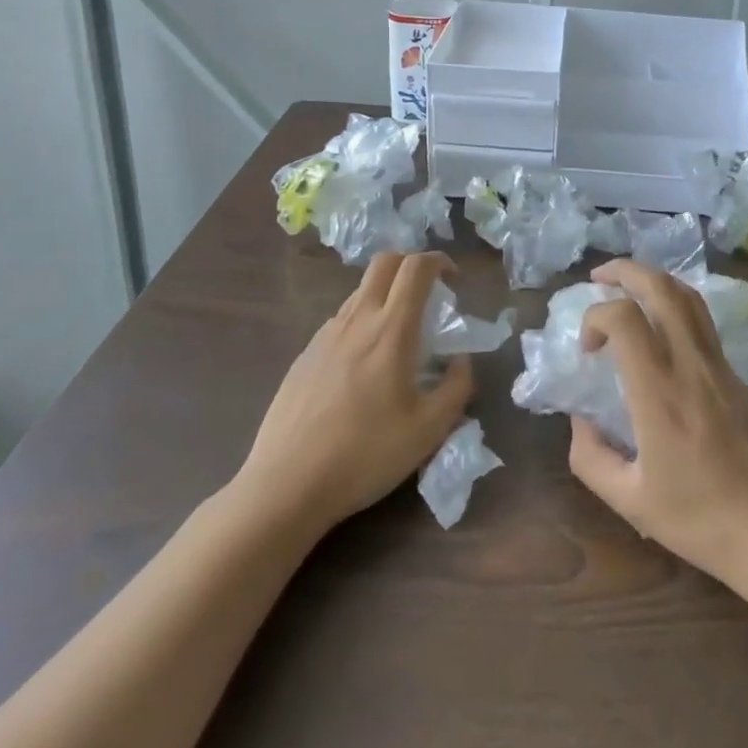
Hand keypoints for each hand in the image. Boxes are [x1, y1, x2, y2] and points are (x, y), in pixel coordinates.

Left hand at [231, 251, 471, 538]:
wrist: (286, 486)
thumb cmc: (365, 455)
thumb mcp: (430, 429)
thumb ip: (457, 387)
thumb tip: (461, 361)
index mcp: (390, 329)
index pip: (416, 267)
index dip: (439, 261)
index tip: (454, 280)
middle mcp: (356, 320)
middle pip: (384, 263)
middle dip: (411, 264)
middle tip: (428, 293)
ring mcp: (324, 336)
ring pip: (360, 292)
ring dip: (386, 295)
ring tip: (399, 336)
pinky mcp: (303, 356)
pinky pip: (340, 322)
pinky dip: (362, 322)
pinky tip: (365, 367)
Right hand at [567, 260, 747, 596]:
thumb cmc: (704, 523)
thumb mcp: (631, 502)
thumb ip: (591, 457)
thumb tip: (579, 420)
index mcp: (660, 393)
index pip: (624, 317)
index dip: (595, 316)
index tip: (587, 350)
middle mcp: (692, 366)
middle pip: (662, 287)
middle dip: (626, 270)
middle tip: (600, 277)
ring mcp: (722, 367)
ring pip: (690, 297)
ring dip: (655, 281)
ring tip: (630, 290)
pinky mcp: (741, 376)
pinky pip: (704, 324)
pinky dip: (676, 308)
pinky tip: (662, 333)